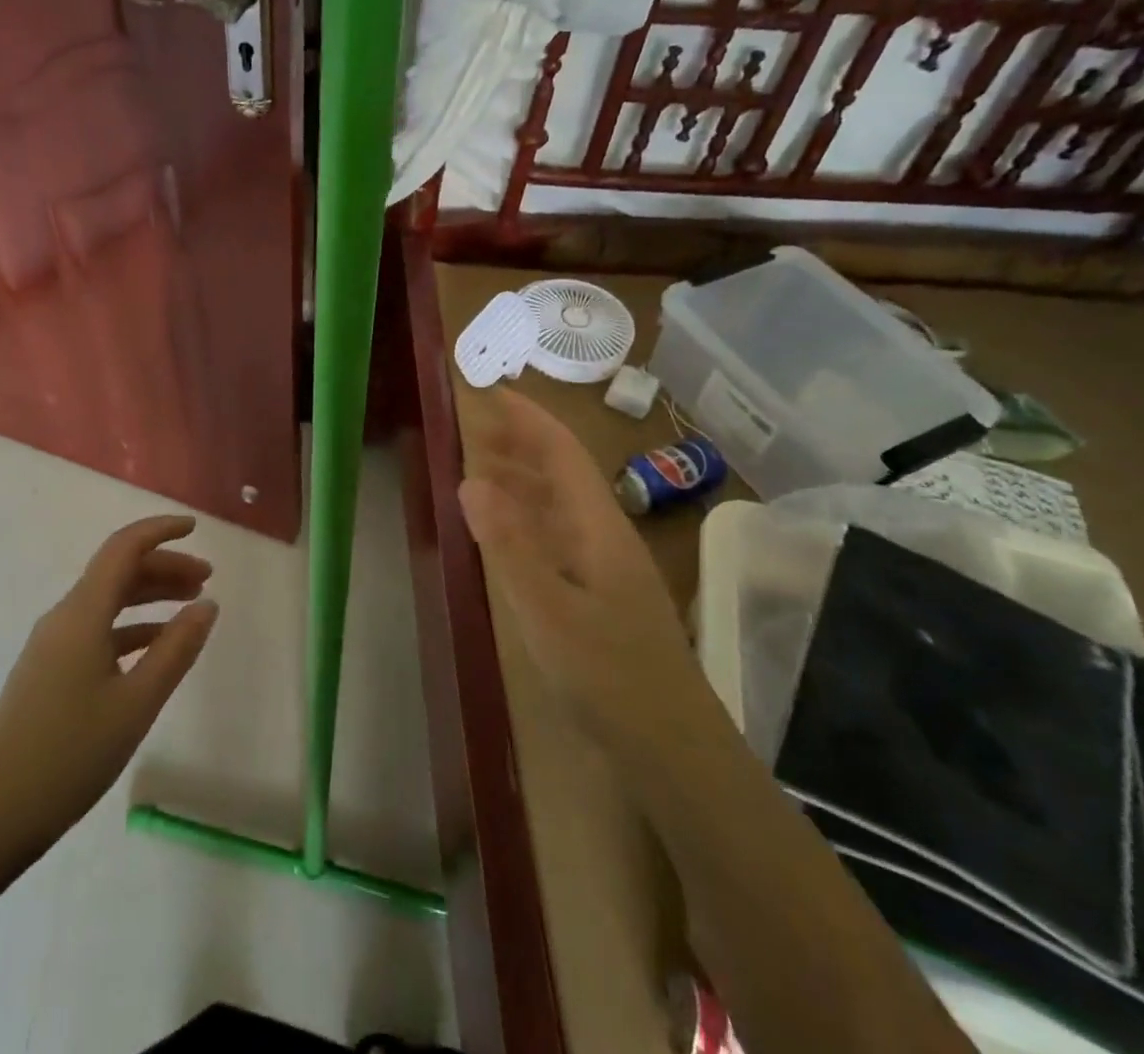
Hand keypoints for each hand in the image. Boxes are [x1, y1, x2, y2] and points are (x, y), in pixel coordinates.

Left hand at [0, 515, 217, 864]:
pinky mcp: (49, 671)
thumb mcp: (137, 702)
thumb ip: (176, 649)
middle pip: (118, 572)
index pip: (124, 548)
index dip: (160, 531)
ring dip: (150, 596)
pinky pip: (98, 630)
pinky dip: (132, 627)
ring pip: (109, 601)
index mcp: (83, 613)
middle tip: (206, 579)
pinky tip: (155, 648)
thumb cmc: (70, 754)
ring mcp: (53, 645)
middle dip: (164, 567)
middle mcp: (65, 617)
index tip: (195, 528)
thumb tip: (207, 605)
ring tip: (190, 607)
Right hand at [458, 390, 692, 747]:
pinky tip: (506, 528)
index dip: (527, 417)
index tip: (490, 392)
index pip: (561, 452)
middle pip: (561, 470)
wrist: (673, 751)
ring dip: (521, 477)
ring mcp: (603, 566)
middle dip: (520, 441)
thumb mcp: (548, 611)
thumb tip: (470, 480)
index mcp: (598, 527)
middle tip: (473, 426)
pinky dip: (526, 518)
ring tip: (478, 466)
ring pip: (558, 503)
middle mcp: (603, 535)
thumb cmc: (610, 677)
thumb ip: (510, 545)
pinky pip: (556, 535)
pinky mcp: (597, 594)